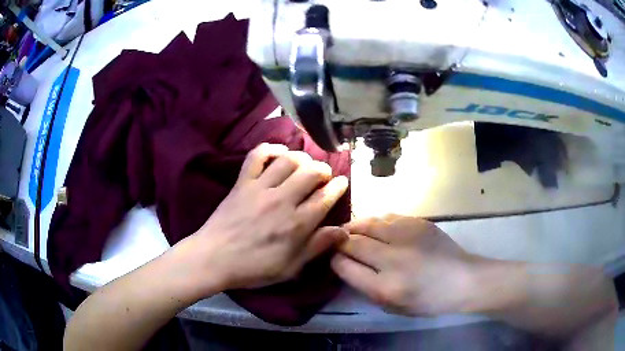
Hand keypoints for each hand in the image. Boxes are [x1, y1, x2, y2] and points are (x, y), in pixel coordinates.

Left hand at [179, 143, 348, 295]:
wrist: (214, 259)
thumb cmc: (254, 268)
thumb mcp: (290, 267)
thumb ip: (317, 247)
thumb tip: (344, 232)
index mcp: (297, 224)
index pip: (325, 198)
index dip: (338, 186)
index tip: (343, 181)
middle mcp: (282, 201)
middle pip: (311, 173)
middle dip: (323, 169)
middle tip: (324, 174)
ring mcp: (260, 188)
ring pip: (289, 161)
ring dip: (303, 157)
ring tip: (306, 163)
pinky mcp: (242, 182)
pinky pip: (257, 156)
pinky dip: (270, 149)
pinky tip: (279, 153)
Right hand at [331, 215, 478, 315]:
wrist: (462, 279)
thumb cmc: (427, 300)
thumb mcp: (392, 306)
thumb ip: (366, 288)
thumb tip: (346, 266)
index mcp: (385, 286)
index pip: (345, 266)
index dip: (334, 260)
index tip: (333, 258)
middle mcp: (393, 259)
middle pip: (353, 242)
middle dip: (339, 241)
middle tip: (335, 241)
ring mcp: (406, 236)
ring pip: (368, 224)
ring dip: (354, 227)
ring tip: (350, 230)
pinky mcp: (418, 222)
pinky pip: (387, 217)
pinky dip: (375, 221)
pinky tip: (374, 227)